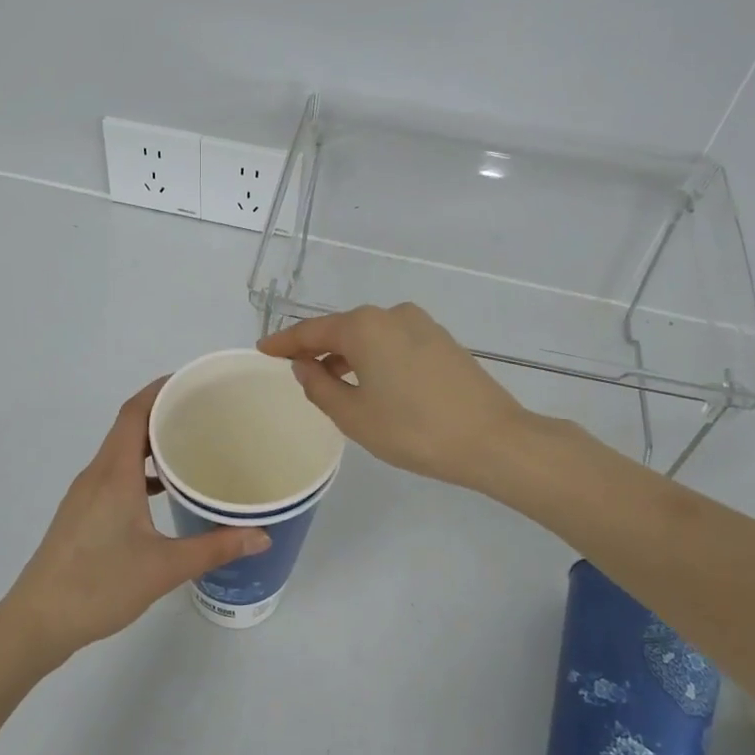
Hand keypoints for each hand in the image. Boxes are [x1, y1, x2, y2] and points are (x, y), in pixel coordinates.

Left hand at [0, 379, 269, 664]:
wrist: (36, 623)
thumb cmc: (98, 587)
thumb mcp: (164, 568)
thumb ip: (215, 547)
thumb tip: (261, 534)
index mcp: (114, 473)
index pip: (134, 412)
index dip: (160, 388)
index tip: (194, 381)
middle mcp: (96, 474)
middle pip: (129, 426)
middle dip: (164, 412)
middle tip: (206, 413)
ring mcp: (84, 494)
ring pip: (120, 452)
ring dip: (151, 443)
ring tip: (190, 447)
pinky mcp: (81, 513)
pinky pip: (114, 474)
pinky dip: (139, 470)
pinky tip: (163, 493)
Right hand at [258, 304, 528, 490]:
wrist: (493, 440)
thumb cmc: (414, 430)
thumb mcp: (354, 415)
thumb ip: (319, 386)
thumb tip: (303, 365)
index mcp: (365, 326)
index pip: (312, 330)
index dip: (284, 342)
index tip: (261, 349)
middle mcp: (392, 314)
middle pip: (342, 328)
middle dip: (317, 348)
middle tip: (295, 370)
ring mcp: (422, 325)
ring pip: (370, 335)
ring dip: (347, 354)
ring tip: (331, 382)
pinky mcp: (442, 340)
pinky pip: (394, 342)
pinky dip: (374, 357)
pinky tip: (371, 382)